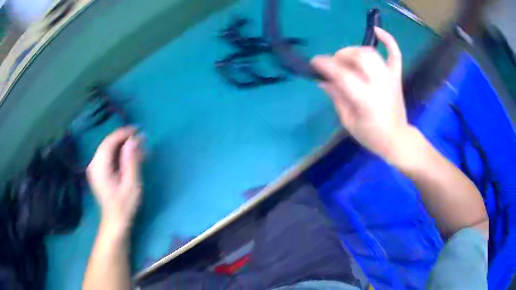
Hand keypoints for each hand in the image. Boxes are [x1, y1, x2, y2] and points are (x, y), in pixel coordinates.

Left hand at [87, 127, 143, 232]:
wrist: (115, 221)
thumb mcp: (131, 184)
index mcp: (99, 167)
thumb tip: (133, 140)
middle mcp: (94, 164)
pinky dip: (119, 152)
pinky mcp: (98, 170)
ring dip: (122, 145)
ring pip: (108, 148)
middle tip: (140, 137)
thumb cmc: (124, 205)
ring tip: (138, 146)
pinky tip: (130, 155)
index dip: (123, 133)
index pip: (109, 142)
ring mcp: (94, 167)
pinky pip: (108, 155)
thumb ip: (131, 161)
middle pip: (108, 143)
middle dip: (124, 138)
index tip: (138, 129)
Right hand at [311, 27, 410, 162]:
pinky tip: (377, 31)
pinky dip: (388, 40)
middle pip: (358, 58)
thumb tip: (322, 80)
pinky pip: (395, 54)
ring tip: (346, 57)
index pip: (343, 75)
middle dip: (340, 56)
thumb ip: (336, 97)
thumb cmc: (371, 135)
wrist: (397, 139)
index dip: (325, 65)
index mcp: (365, 100)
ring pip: (371, 53)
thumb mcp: (348, 121)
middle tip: (333, 64)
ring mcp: (389, 78)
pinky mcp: (396, 76)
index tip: (314, 62)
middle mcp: (379, 84)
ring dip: (354, 50)